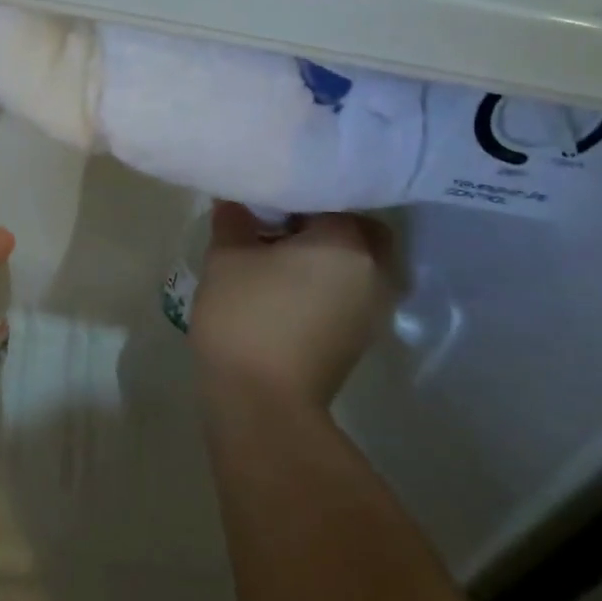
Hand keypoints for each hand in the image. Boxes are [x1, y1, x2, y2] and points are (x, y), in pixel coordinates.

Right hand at [188, 203, 393, 410]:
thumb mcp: (226, 258)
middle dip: (323, 224)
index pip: (328, 198)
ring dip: (327, 257)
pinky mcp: (360, 339)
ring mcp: (373, 310)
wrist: (262, 404)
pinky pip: (349, 293)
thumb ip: (234, 221)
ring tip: (279, 259)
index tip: (263, 204)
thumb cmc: (246, 319)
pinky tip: (287, 291)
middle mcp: (375, 272)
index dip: (293, 196)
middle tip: (279, 228)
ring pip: (356, 264)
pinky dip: (327, 284)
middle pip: (357, 231)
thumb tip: (236, 204)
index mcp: (348, 243)